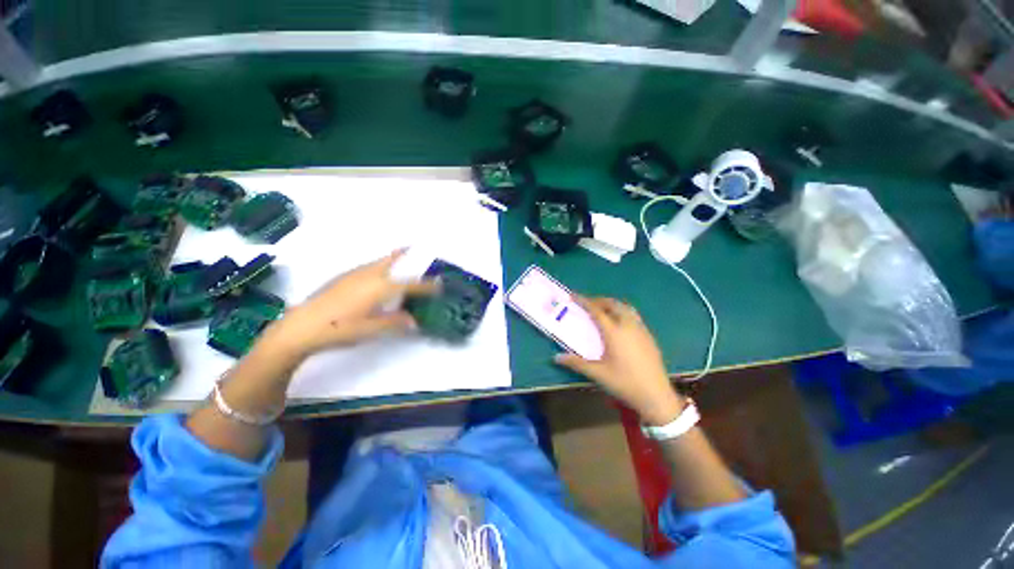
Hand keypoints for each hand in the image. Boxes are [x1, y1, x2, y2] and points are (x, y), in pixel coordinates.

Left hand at [260, 248, 438, 358]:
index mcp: (379, 287)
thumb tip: (413, 321)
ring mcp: (353, 275)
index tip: (439, 285)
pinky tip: (376, 279)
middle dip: (405, 254)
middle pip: (391, 260)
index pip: (410, 284)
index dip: (426, 285)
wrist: (300, 327)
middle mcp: (368, 275)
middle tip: (415, 249)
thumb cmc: (339, 329)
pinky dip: (379, 267)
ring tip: (401, 262)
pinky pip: (368, 267)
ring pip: (378, 262)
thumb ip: (394, 323)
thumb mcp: (370, 330)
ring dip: (392, 260)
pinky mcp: (342, 278)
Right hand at [554, 297, 685, 425]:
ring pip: (625, 308)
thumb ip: (576, 363)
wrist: (656, 395)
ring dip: (612, 304)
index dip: (584, 301)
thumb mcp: (598, 373)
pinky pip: (633, 315)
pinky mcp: (649, 335)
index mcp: (614, 332)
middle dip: (598, 300)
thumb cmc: (624, 383)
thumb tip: (556, 358)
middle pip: (612, 304)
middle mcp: (628, 325)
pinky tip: (619, 323)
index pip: (596, 310)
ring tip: (602, 310)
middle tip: (587, 303)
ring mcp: (641, 329)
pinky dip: (622, 311)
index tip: (573, 295)